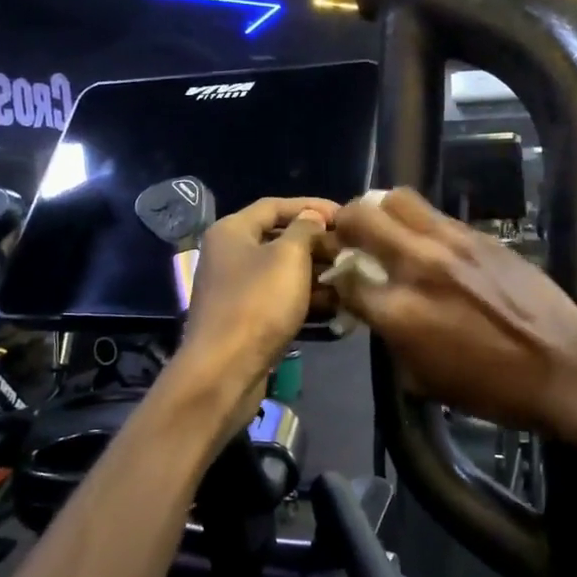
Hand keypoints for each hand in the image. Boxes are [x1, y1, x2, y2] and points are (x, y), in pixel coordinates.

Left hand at [179, 196, 337, 389]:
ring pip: (282, 272)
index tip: (345, 216)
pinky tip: (337, 305)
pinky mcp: (245, 319)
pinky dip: (305, 299)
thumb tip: (312, 218)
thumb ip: (305, 230)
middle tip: (352, 249)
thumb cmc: (257, 303)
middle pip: (279, 239)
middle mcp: (229, 255)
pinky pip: (280, 299)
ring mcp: (236, 289)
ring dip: (316, 273)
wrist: (224, 371)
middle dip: (317, 243)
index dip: (311, 206)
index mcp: (232, 231)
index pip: (274, 206)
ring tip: (351, 277)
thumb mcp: (288, 257)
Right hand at [324, 188, 576, 439]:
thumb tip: (377, 309)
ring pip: (398, 199)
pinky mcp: (480, 235)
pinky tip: (428, 243)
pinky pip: (436, 215)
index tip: (341, 280)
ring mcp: (451, 243)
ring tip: (385, 227)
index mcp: (400, 311)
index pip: (347, 278)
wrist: (562, 367)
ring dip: (381, 210)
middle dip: (346, 224)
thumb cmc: (490, 388)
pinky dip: (420, 223)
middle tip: (350, 235)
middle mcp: (419, 265)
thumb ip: (390, 336)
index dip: (337, 278)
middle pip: (362, 217)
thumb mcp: (422, 378)